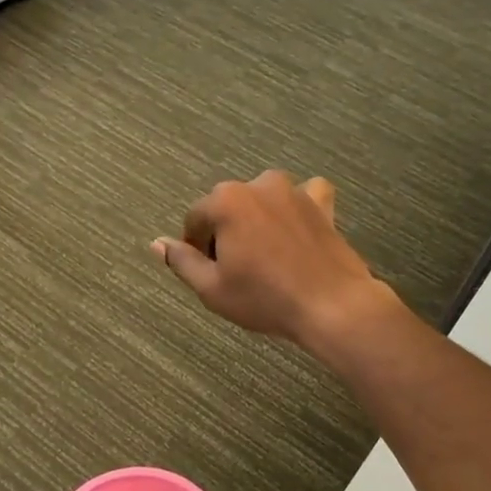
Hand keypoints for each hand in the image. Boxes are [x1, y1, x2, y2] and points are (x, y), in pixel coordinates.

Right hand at [152, 171, 394, 349]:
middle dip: (226, 233)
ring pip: (262, 200)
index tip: (208, 273)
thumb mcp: (212, 288)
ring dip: (257, 220)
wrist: (332, 305)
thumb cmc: (265, 298)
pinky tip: (297, 228)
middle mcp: (257, 185)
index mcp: (225, 202)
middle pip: (228, 207)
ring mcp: (293, 190)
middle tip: (237, 271)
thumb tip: (157, 243)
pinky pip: (304, 195)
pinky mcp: (322, 203)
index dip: (196, 248)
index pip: (195, 220)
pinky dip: (297, 207)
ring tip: (266, 257)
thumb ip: (182, 261)